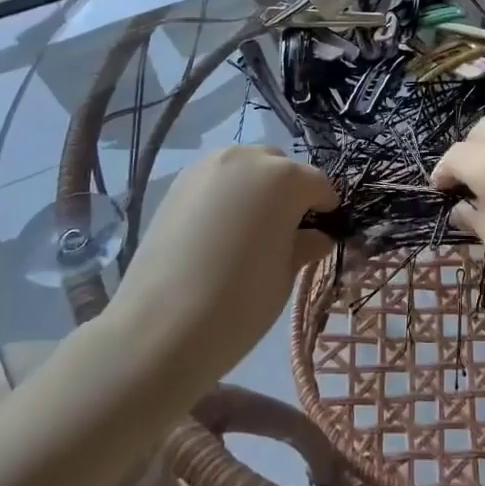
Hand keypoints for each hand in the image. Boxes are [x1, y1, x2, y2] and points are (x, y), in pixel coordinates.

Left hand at [109, 145, 337, 392]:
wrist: (159, 327)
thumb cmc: (239, 302)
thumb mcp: (285, 276)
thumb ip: (304, 246)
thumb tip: (316, 236)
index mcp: (285, 177)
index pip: (318, 184)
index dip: (325, 209)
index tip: (323, 233)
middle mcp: (247, 158)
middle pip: (280, 166)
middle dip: (289, 192)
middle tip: (284, 232)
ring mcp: (208, 166)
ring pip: (246, 167)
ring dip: (256, 188)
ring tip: (249, 229)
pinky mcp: (178, 182)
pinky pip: (216, 179)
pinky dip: (226, 195)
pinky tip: (219, 230)